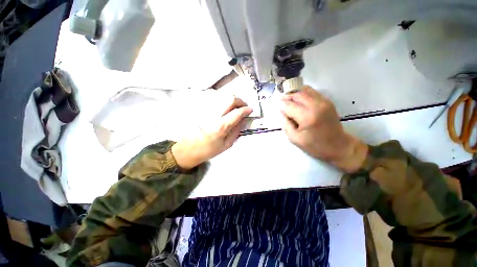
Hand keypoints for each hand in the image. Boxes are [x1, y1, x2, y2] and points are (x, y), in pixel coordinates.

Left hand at [172, 96, 251, 168]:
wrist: (187, 149)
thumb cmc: (208, 150)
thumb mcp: (226, 145)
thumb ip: (236, 131)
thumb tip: (244, 120)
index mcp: (221, 126)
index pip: (237, 112)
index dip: (246, 110)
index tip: (250, 110)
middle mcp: (213, 114)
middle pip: (230, 98)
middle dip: (240, 101)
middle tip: (244, 106)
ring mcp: (205, 109)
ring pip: (222, 95)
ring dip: (232, 99)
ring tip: (235, 106)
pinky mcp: (199, 107)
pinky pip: (212, 96)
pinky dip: (222, 98)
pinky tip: (224, 104)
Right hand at [281, 86, 367, 172]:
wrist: (338, 146)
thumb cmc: (315, 145)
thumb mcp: (294, 139)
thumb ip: (285, 124)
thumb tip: (282, 112)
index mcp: (306, 116)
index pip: (288, 105)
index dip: (280, 105)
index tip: (276, 107)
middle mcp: (316, 105)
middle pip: (296, 94)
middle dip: (286, 97)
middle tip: (281, 103)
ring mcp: (323, 102)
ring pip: (304, 90)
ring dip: (294, 94)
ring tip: (289, 101)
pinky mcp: (327, 101)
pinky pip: (312, 92)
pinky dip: (303, 94)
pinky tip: (299, 101)